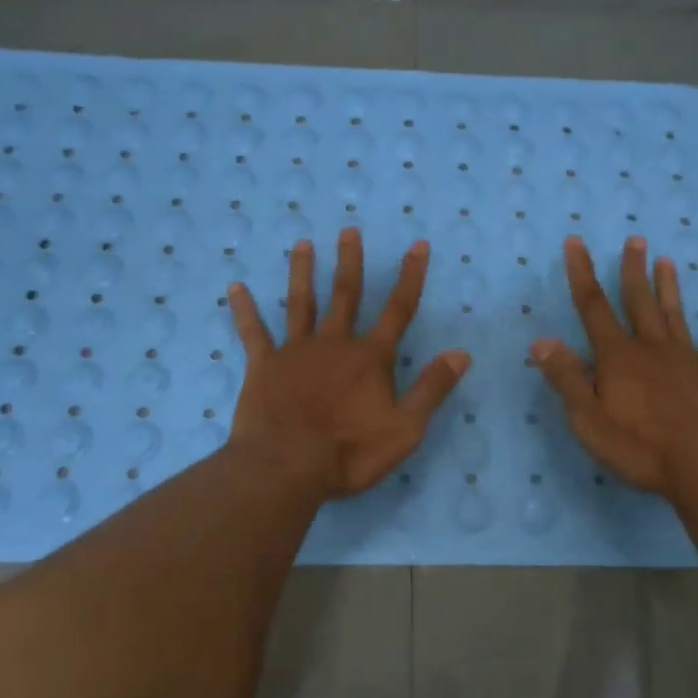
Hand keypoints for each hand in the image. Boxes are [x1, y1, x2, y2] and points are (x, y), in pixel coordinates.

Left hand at [227, 229, 470, 497]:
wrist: (288, 466)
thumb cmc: (350, 451)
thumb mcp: (406, 428)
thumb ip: (432, 388)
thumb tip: (462, 353)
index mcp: (370, 358)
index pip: (398, 310)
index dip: (411, 276)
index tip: (418, 245)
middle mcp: (334, 344)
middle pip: (346, 295)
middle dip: (350, 262)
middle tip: (349, 230)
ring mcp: (296, 351)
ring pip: (301, 303)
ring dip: (302, 272)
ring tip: (302, 243)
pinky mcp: (263, 365)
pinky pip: (253, 332)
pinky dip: (245, 310)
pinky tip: (236, 288)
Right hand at [532, 235, 697, 503]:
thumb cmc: (641, 448)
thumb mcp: (589, 419)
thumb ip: (566, 378)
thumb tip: (541, 340)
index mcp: (618, 357)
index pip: (593, 307)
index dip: (582, 273)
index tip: (576, 241)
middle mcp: (653, 348)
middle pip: (639, 302)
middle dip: (632, 270)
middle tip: (635, 239)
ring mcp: (689, 360)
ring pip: (676, 315)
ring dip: (670, 287)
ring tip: (667, 261)